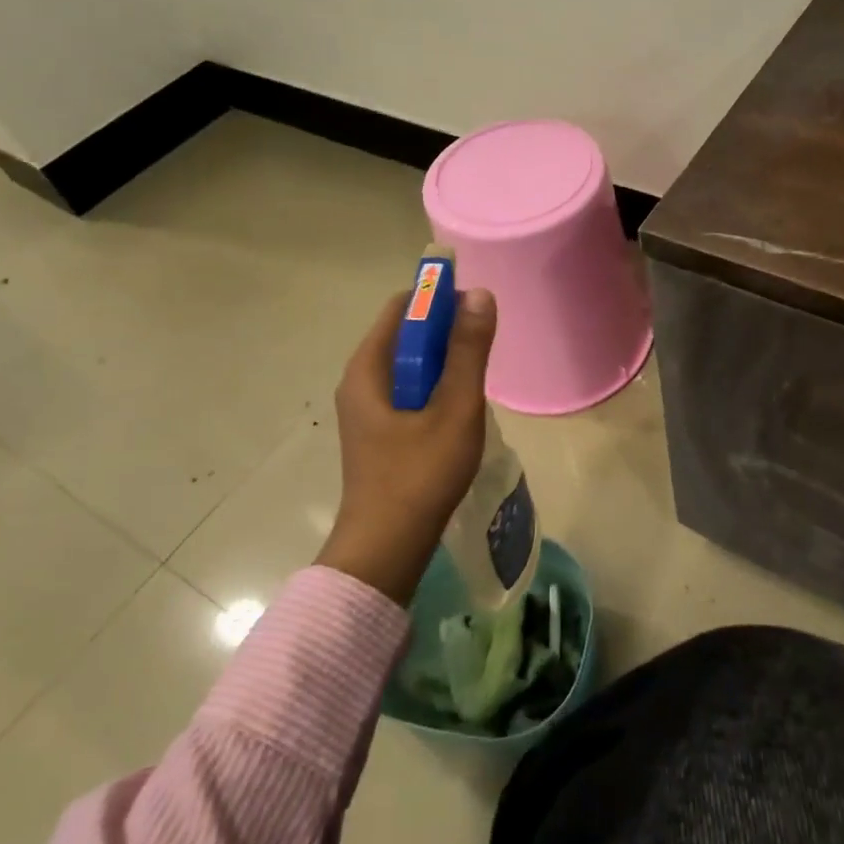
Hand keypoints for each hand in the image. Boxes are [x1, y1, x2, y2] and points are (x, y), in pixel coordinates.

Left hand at [317, 286, 496, 605]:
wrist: (386, 548)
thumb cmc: (420, 474)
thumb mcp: (454, 408)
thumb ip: (468, 351)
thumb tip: (479, 295)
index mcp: (368, 368)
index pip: (402, 307)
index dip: (439, 299)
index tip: (476, 311)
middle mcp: (360, 381)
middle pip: (405, 334)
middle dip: (445, 331)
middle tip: (483, 348)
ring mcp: (366, 409)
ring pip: (409, 365)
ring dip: (443, 361)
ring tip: (476, 379)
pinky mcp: (378, 432)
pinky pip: (409, 390)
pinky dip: (434, 386)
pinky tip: (458, 409)